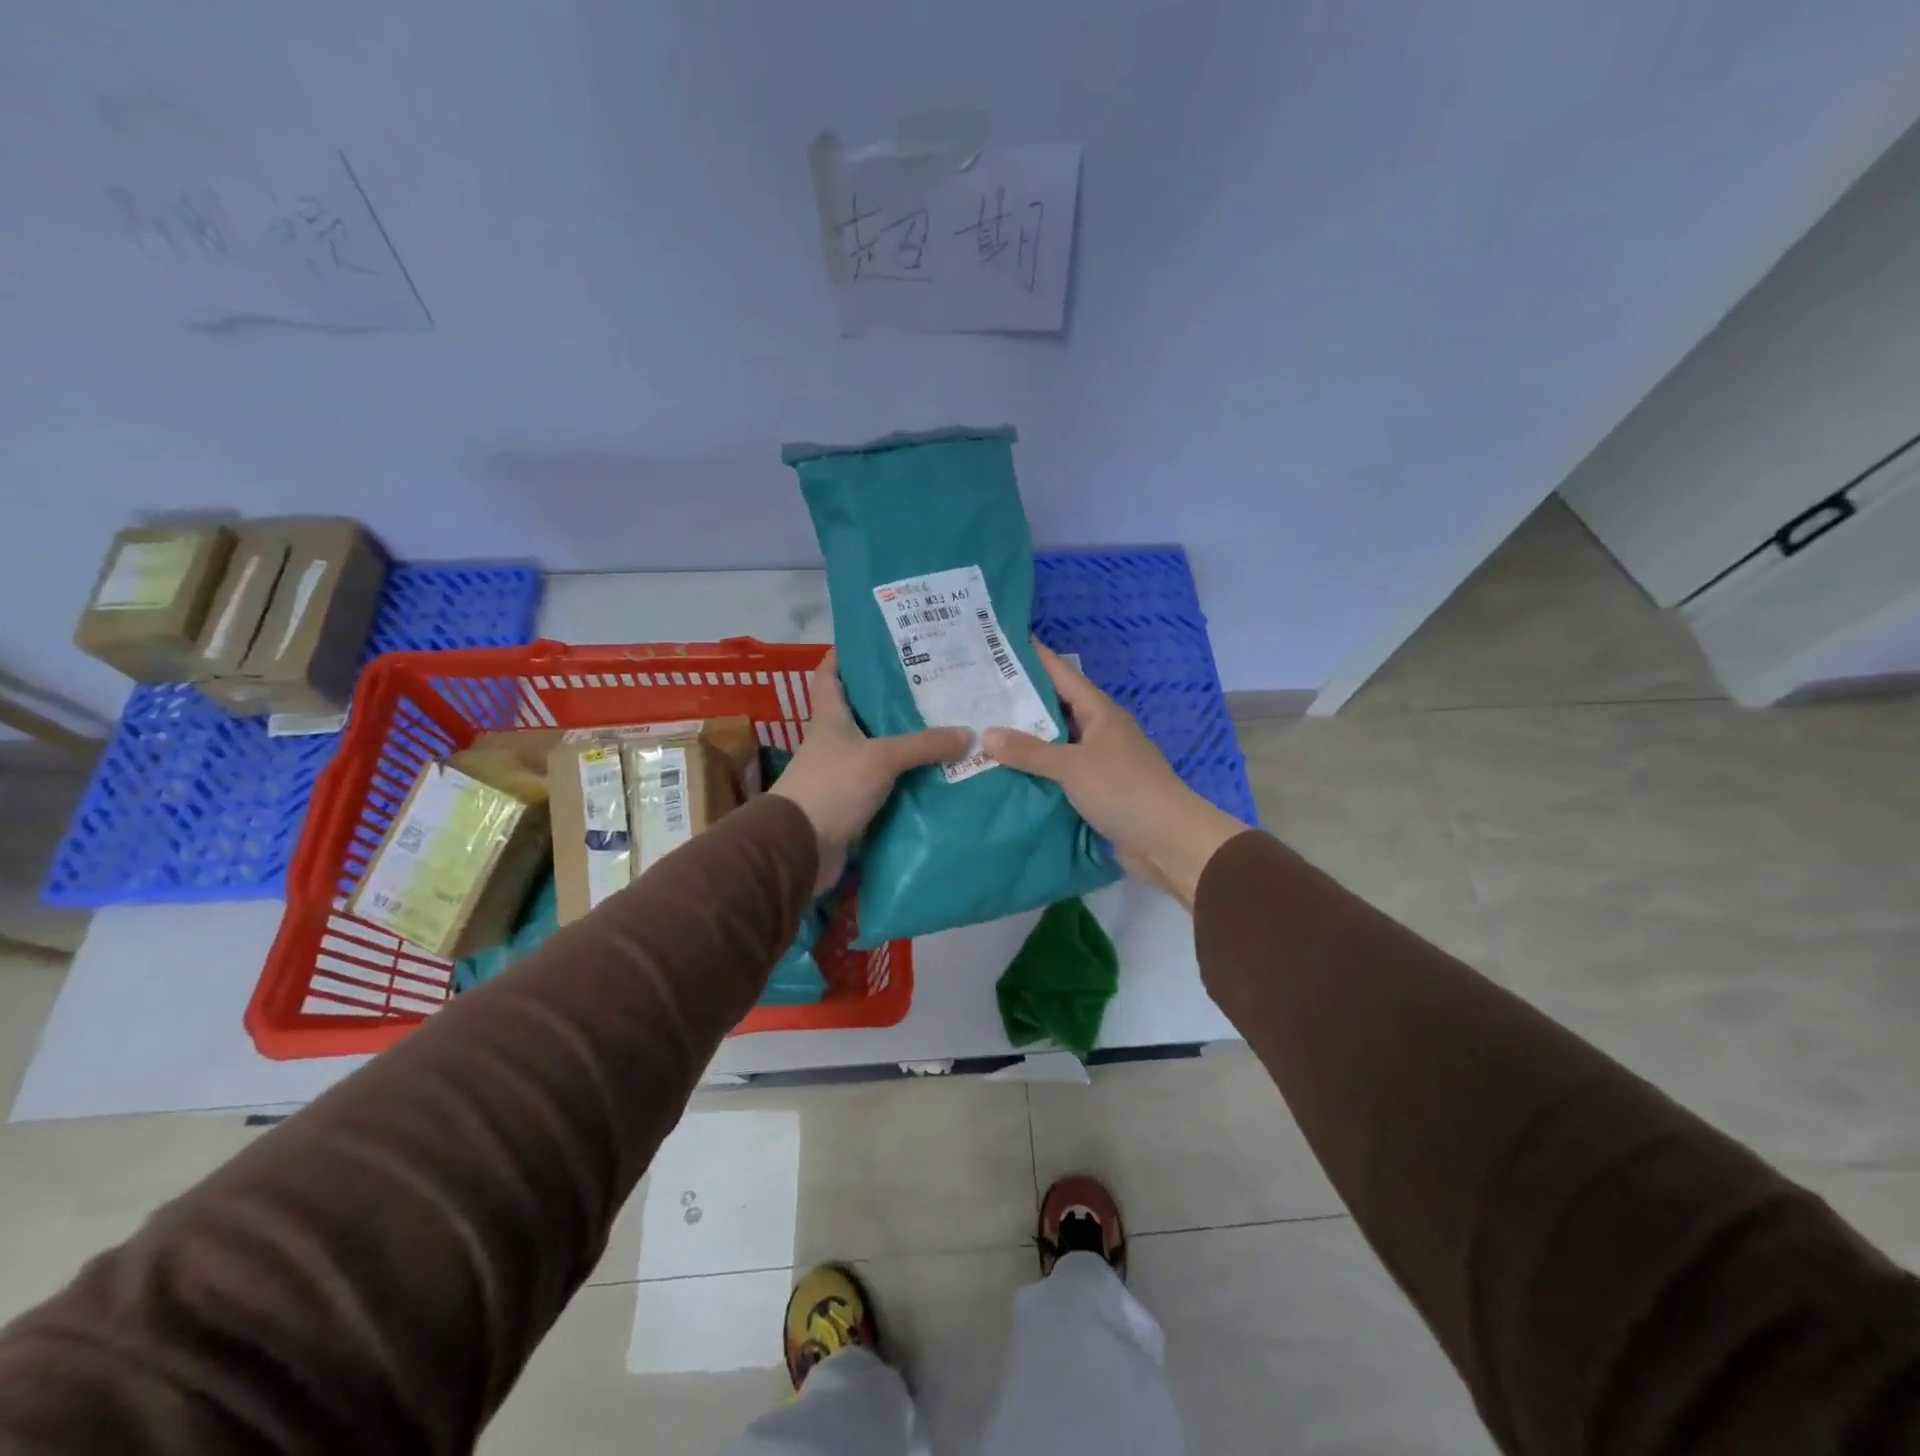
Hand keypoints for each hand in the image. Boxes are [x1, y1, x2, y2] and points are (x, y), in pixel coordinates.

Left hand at [771, 649, 971, 891]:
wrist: (801, 848)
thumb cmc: (832, 787)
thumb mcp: (881, 758)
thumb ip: (923, 745)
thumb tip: (968, 734)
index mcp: (829, 719)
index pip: (830, 676)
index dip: (843, 655)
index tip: (871, 641)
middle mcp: (833, 742)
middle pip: (861, 712)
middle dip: (891, 699)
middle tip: (931, 686)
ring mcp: (842, 774)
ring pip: (878, 749)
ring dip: (904, 742)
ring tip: (944, 727)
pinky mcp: (853, 803)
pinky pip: (885, 784)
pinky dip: (905, 779)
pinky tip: (935, 774)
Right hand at [982, 644, 1244, 907]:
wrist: (1167, 840)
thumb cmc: (1123, 789)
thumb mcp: (1072, 766)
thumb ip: (1029, 751)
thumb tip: (986, 734)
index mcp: (1100, 712)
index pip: (1061, 675)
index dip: (1034, 658)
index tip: (1002, 645)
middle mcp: (1100, 730)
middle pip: (1055, 708)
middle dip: (1020, 702)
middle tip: (978, 693)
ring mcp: (1099, 760)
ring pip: (1056, 742)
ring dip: (1026, 740)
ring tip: (982, 731)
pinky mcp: (1097, 789)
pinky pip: (1059, 772)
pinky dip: (1037, 770)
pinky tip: (1007, 772)